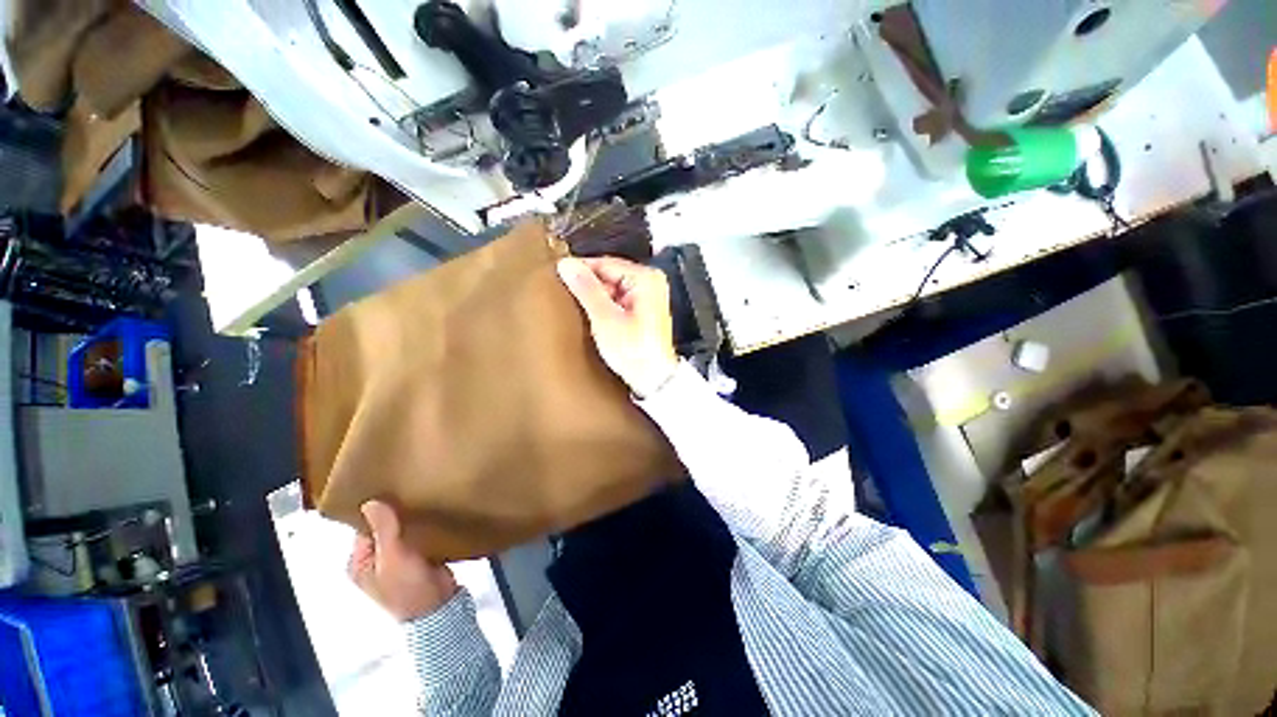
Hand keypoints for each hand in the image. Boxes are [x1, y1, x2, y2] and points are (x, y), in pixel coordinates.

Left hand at [348, 501, 457, 621]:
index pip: (364, 527)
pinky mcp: (417, 557)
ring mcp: (397, 559)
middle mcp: (374, 560)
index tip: (392, 490)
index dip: (377, 510)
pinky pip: (417, 535)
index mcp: (359, 563)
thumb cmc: (408, 587)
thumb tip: (370, 502)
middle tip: (411, 489)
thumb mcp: (393, 558)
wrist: (439, 607)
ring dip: (411, 518)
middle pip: (383, 528)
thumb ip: (384, 530)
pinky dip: (422, 525)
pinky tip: (432, 512)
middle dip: (395, 512)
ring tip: (424, 496)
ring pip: (402, 531)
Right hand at [557, 256, 678, 396]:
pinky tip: (597, 319)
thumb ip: (586, 290)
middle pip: (609, 274)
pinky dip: (606, 306)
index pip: (604, 263)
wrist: (654, 380)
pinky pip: (619, 298)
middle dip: (590, 287)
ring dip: (597, 298)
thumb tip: (566, 264)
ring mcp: (649, 294)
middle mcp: (650, 281)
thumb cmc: (634, 352)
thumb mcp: (605, 320)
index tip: (558, 278)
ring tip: (583, 313)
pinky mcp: (645, 308)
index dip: (580, 271)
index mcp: (645, 278)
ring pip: (612, 287)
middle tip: (571, 302)